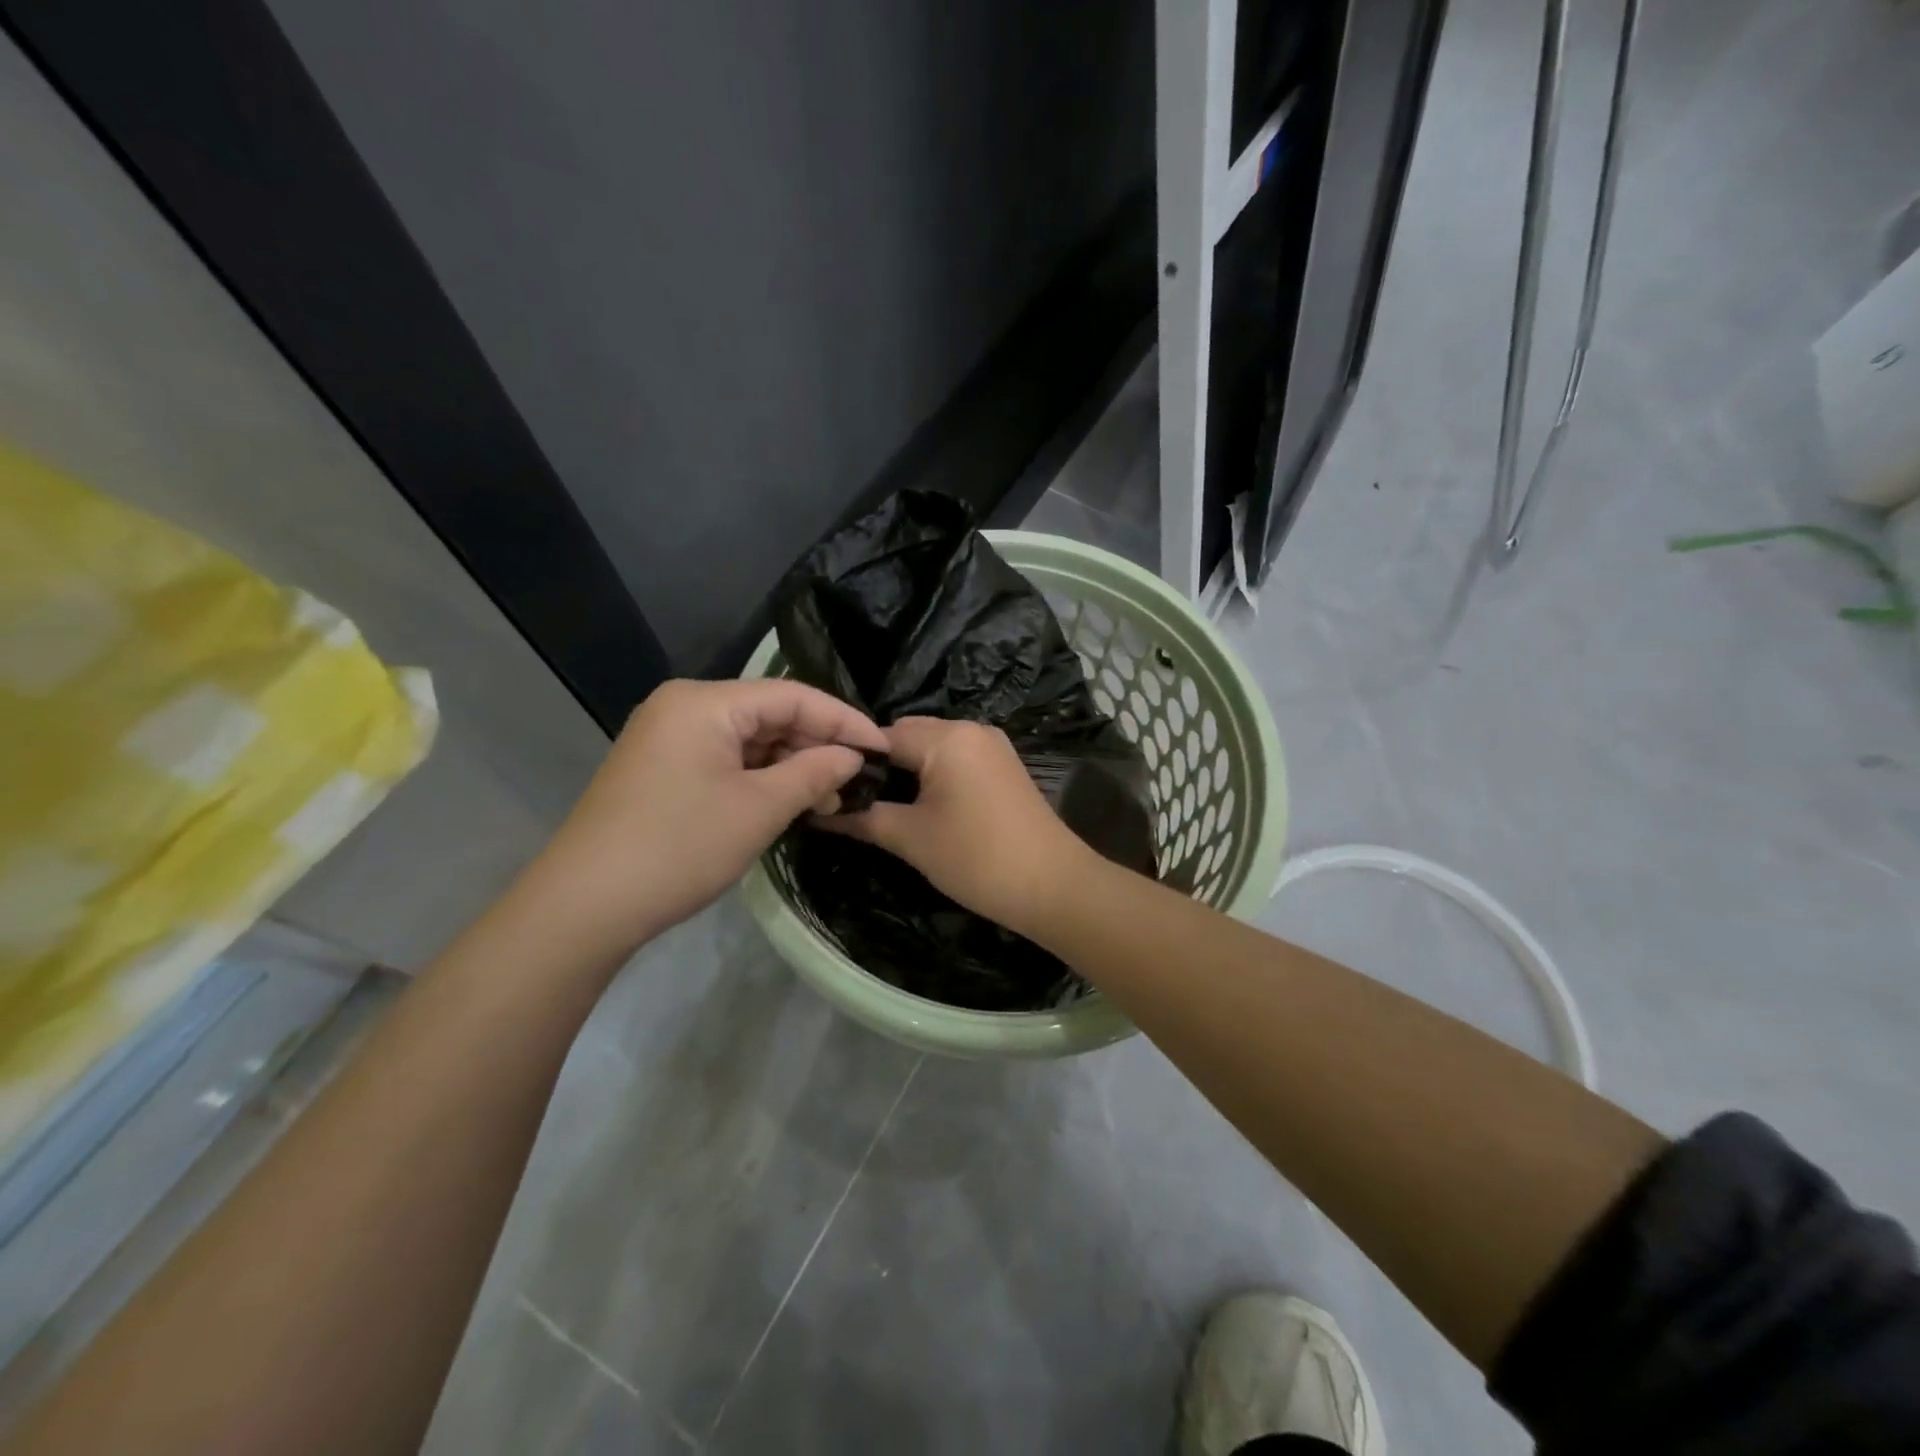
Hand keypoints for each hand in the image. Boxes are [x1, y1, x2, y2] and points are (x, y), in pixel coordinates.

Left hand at [527, 679, 886, 954]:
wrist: (584, 906)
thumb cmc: (678, 847)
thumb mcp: (758, 809)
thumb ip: (813, 773)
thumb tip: (852, 757)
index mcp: (704, 702)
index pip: (792, 695)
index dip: (843, 720)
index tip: (881, 748)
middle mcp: (684, 707)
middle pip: (769, 714)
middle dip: (816, 745)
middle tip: (855, 782)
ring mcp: (668, 738)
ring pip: (748, 739)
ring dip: (790, 765)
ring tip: (826, 801)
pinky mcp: (661, 768)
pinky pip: (725, 759)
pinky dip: (759, 778)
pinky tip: (786, 802)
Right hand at [822, 717, 1095, 935]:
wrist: (1053, 885)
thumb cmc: (976, 858)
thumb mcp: (911, 839)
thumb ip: (863, 818)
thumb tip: (818, 811)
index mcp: (946, 737)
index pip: (881, 736)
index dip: (852, 761)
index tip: (829, 788)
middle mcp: (971, 728)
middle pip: (908, 736)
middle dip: (881, 765)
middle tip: (853, 801)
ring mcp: (992, 746)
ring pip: (933, 747)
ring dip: (908, 771)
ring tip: (883, 806)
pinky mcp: (1004, 765)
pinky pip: (957, 759)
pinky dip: (935, 775)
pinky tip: (921, 805)